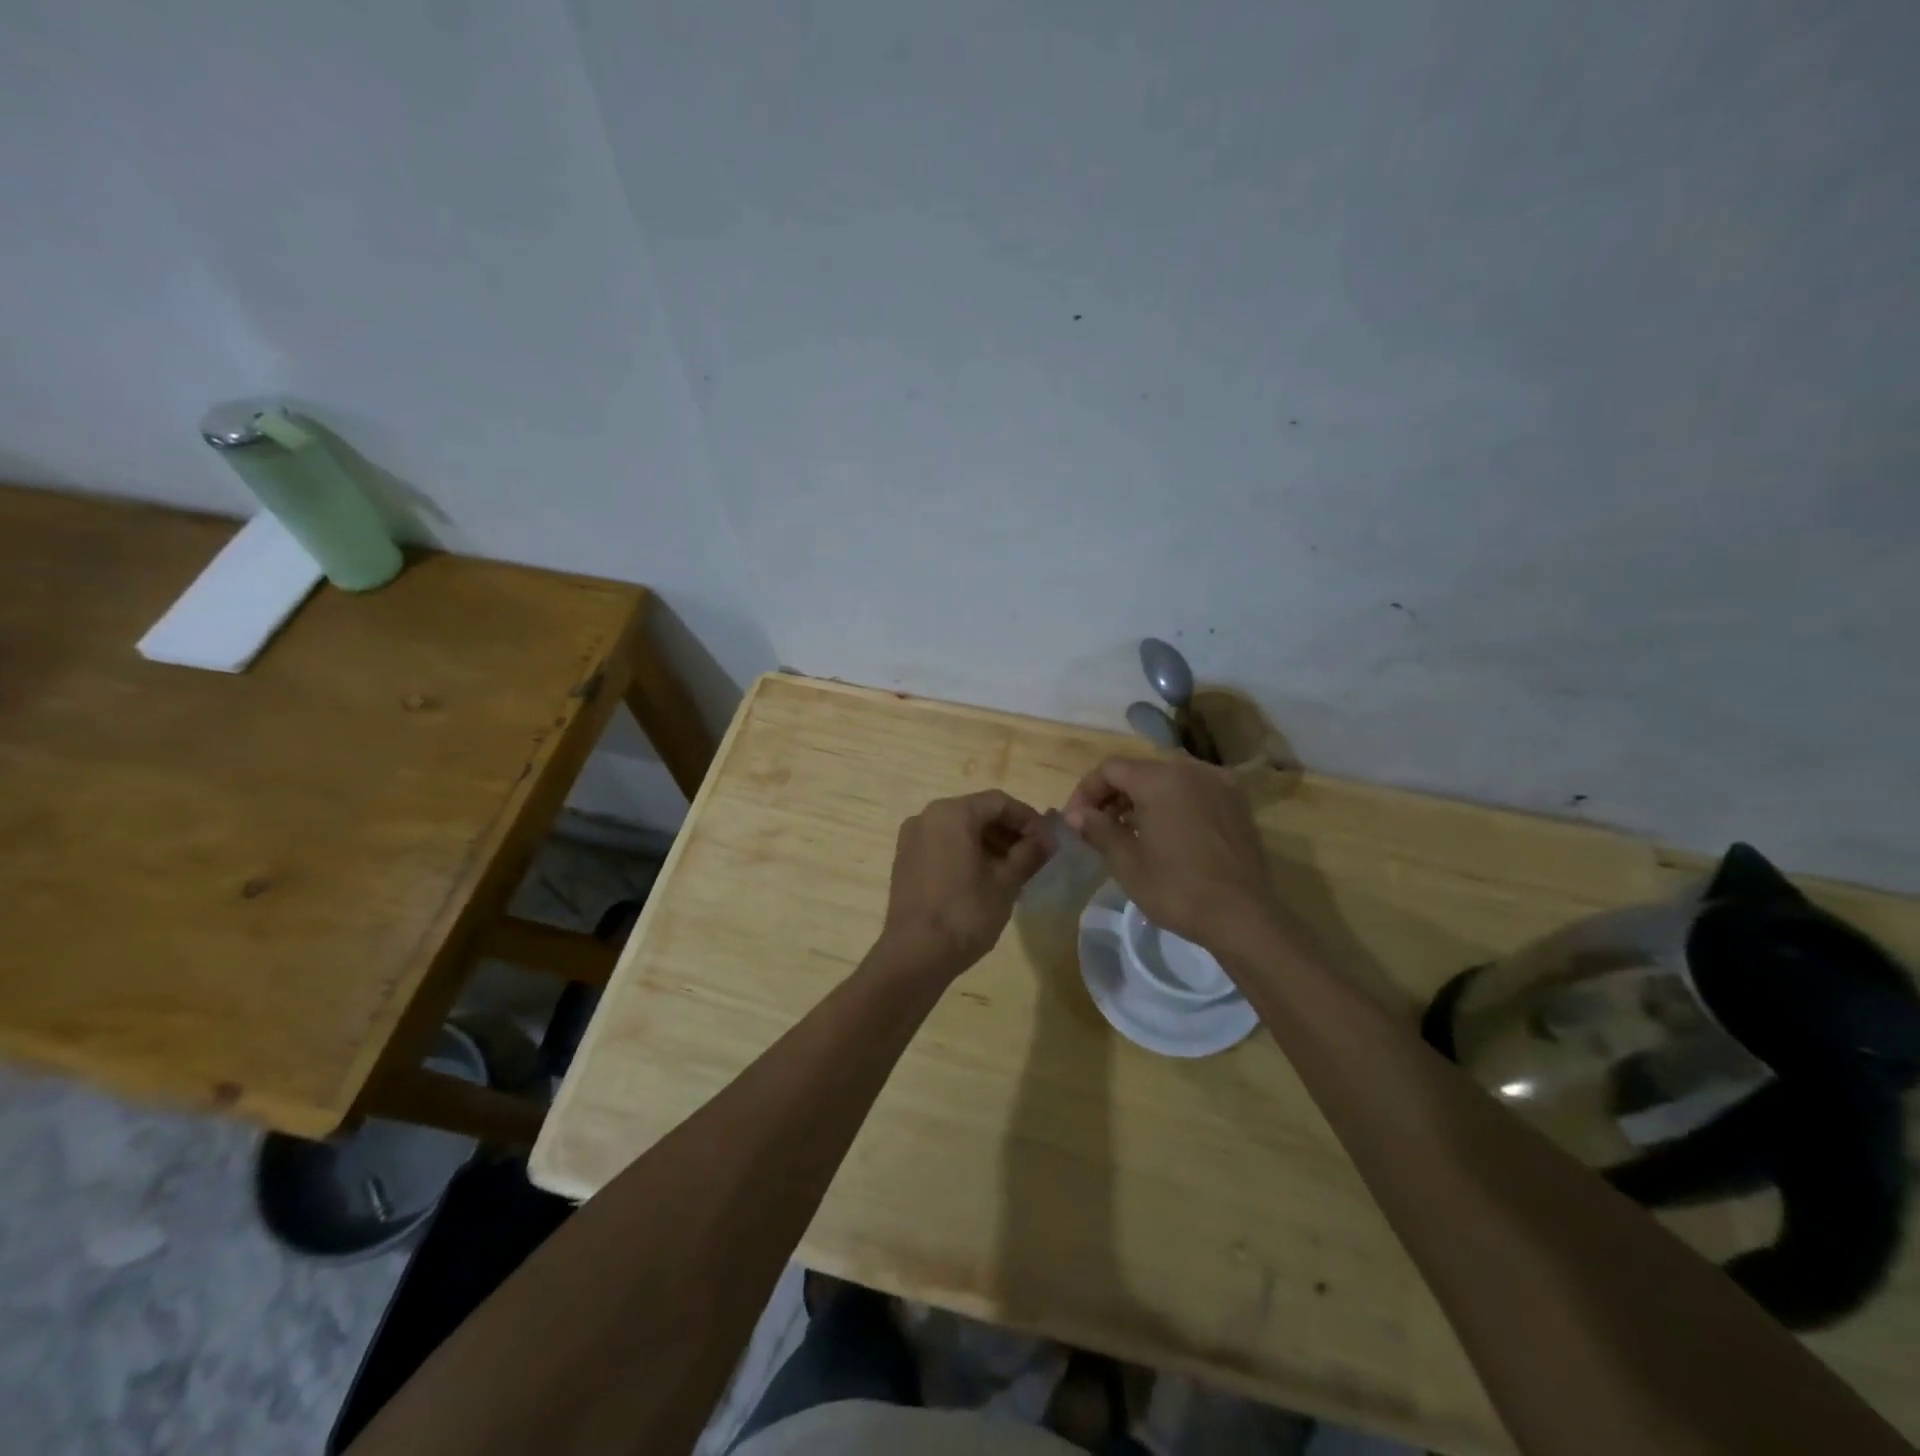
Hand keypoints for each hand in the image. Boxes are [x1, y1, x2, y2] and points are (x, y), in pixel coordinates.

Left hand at [880, 790, 1053, 976]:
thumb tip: (1049, 839)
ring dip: (989, 843)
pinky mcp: (905, 861)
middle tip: (1034, 856)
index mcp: (951, 813)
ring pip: (959, 830)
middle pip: (977, 813)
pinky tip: (986, 878)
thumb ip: (1029, 854)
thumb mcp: (1005, 883)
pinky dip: (967, 853)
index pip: (999, 802)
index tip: (1048, 842)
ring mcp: (911, 839)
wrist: (915, 955)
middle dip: (1009, 831)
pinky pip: (942, 845)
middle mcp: (927, 817)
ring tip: (1014, 870)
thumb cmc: (965, 913)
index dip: (1028, 819)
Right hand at [1063, 755, 1277, 950]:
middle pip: (1140, 769)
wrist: (1242, 915)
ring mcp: (1219, 783)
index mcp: (1159, 778)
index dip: (1086, 791)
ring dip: (1143, 797)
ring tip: (1130, 830)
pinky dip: (1173, 802)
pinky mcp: (1237, 803)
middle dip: (1114, 793)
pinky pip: (1194, 790)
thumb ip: (1097, 829)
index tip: (1077, 821)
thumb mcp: (1126, 862)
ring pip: (1168, 778)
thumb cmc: (1177, 888)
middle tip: (1099, 825)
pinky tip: (1168, 832)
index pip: (1110, 769)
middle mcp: (1190, 769)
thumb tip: (1074, 814)